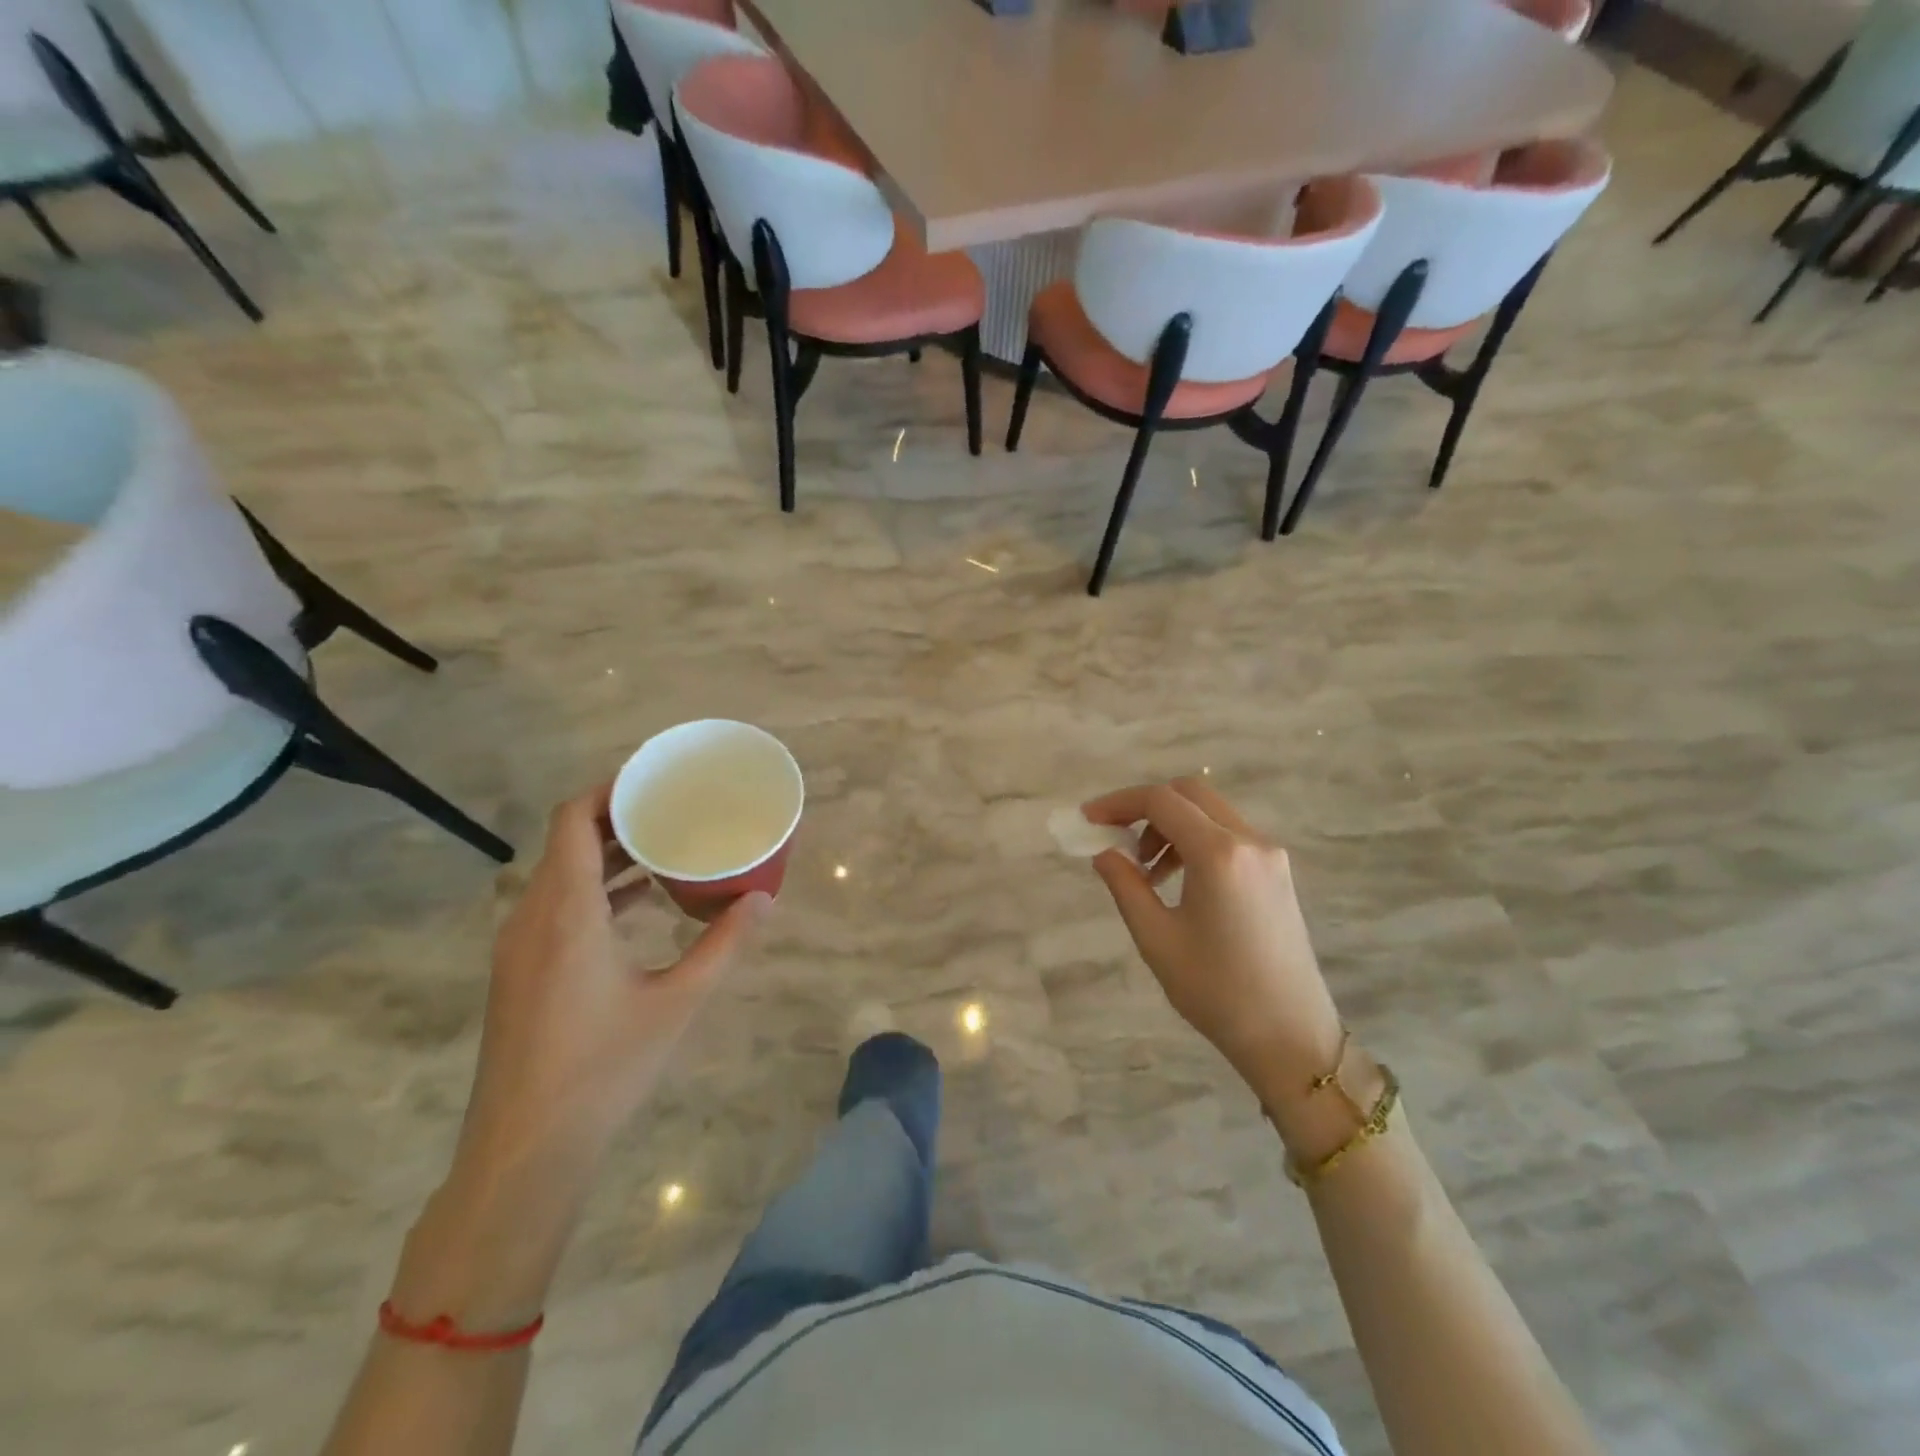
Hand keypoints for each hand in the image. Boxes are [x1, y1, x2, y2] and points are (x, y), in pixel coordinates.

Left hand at [454, 782, 770, 1186]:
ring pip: (561, 876)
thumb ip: (723, 945)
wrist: (524, 1152)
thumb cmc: (603, 1069)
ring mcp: (519, 948)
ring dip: (607, 856)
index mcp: (565, 912)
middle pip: (567, 842)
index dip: (609, 789)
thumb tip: (763, 899)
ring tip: (664, 848)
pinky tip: (639, 905)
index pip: (572, 820)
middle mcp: (532, 918)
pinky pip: (556, 907)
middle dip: (618, 818)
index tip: (654, 779)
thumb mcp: (677, 1002)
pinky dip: (596, 891)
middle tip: (673, 809)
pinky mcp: (520, 973)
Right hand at [1083, 779, 1345, 1120]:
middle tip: (1116, 839)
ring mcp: (1270, 855)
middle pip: (1189, 794)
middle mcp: (1250, 841)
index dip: (1118, 803)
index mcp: (1219, 854)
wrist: (1290, 1036)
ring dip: (1170, 826)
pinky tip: (1178, 880)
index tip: (1088, 820)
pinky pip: (1228, 835)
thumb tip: (1103, 851)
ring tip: (1146, 872)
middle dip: (1145, 808)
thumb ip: (1125, 884)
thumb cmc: (1217, 991)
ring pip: (1210, 812)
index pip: (1161, 801)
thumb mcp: (1156, 938)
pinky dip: (1195, 841)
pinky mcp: (1278, 872)